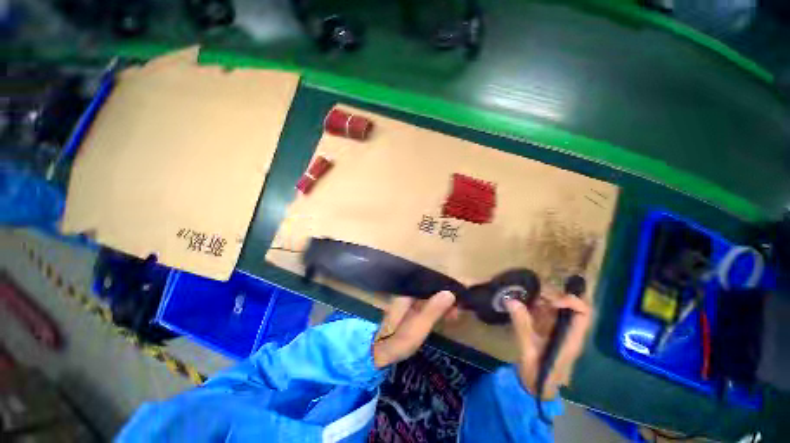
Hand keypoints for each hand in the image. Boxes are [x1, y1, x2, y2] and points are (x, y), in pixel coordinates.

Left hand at [372, 291, 456, 367]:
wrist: (376, 355)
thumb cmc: (397, 342)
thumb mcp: (417, 328)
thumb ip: (432, 310)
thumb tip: (449, 293)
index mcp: (408, 294)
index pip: (430, 285)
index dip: (446, 288)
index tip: (460, 297)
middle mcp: (407, 295)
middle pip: (430, 290)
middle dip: (447, 297)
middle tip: (459, 310)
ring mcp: (407, 303)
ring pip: (430, 298)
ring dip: (443, 304)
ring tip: (456, 315)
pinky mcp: (409, 312)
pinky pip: (427, 306)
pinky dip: (437, 310)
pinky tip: (445, 317)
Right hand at [505, 294, 592, 398]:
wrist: (537, 387)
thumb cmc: (538, 374)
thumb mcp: (528, 351)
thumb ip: (522, 326)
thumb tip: (511, 300)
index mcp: (571, 338)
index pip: (584, 313)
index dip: (570, 301)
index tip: (550, 300)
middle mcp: (569, 330)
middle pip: (572, 305)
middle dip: (555, 294)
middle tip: (534, 293)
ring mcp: (559, 328)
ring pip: (559, 305)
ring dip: (544, 297)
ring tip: (526, 296)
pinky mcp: (548, 328)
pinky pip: (547, 310)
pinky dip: (536, 303)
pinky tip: (523, 303)